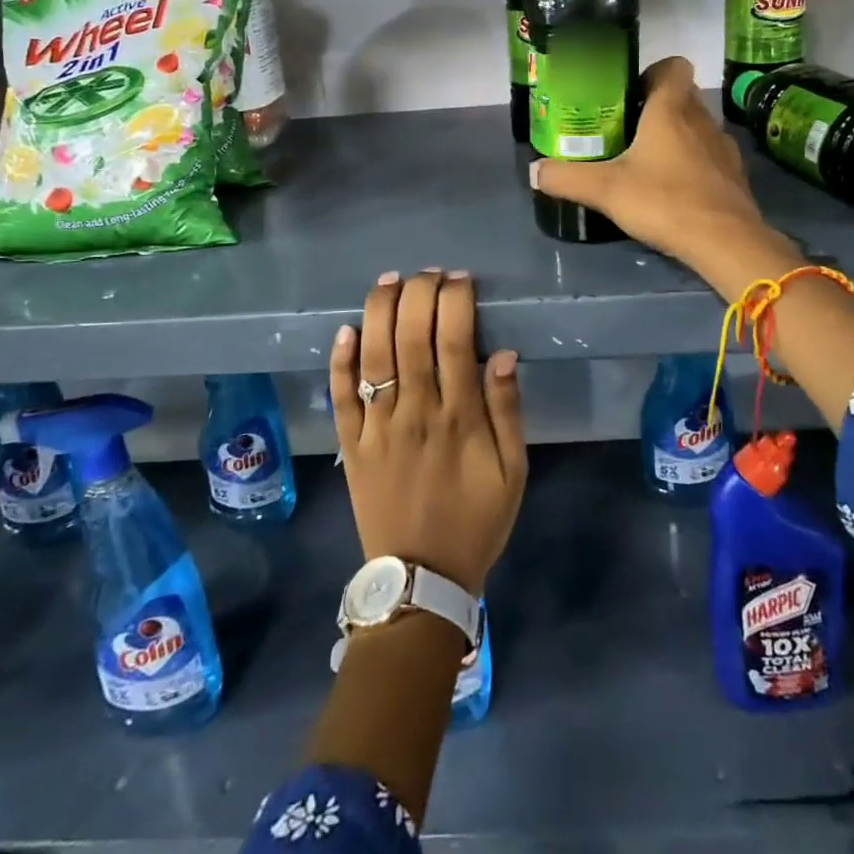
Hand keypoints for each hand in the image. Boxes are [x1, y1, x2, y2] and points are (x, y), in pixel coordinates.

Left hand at [328, 269, 525, 596]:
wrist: (422, 579)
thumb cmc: (475, 521)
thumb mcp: (513, 472)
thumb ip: (508, 411)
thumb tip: (504, 354)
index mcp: (459, 417)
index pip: (456, 340)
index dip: (456, 302)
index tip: (461, 280)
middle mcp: (415, 411)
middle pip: (412, 336)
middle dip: (420, 293)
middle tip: (429, 273)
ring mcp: (377, 426)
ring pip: (374, 355)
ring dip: (381, 311)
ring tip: (391, 280)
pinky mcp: (350, 444)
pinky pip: (341, 396)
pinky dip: (340, 361)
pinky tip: (346, 329)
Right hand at [531, 57, 800, 294]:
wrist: (725, 241)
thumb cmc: (663, 200)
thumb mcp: (605, 190)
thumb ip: (566, 178)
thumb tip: (534, 171)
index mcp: (671, 109)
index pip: (673, 66)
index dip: (651, 73)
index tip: (628, 95)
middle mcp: (701, 119)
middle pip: (681, 96)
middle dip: (655, 108)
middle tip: (625, 131)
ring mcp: (722, 147)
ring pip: (696, 127)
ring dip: (676, 137)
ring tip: (647, 162)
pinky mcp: (734, 175)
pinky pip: (709, 156)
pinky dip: (693, 164)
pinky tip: (673, 189)